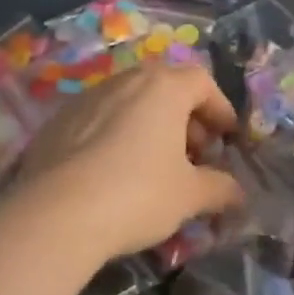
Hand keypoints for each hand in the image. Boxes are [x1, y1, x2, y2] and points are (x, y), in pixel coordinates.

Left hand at [4, 63, 244, 261]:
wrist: (55, 214)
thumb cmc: (137, 194)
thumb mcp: (189, 196)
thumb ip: (220, 188)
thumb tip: (238, 192)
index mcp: (164, 87)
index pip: (203, 82)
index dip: (220, 108)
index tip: (227, 138)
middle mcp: (126, 80)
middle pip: (166, 87)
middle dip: (187, 118)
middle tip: (195, 155)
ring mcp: (88, 97)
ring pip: (132, 101)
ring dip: (151, 125)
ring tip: (156, 165)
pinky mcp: (59, 120)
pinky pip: (100, 118)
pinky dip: (117, 134)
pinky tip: (115, 172)